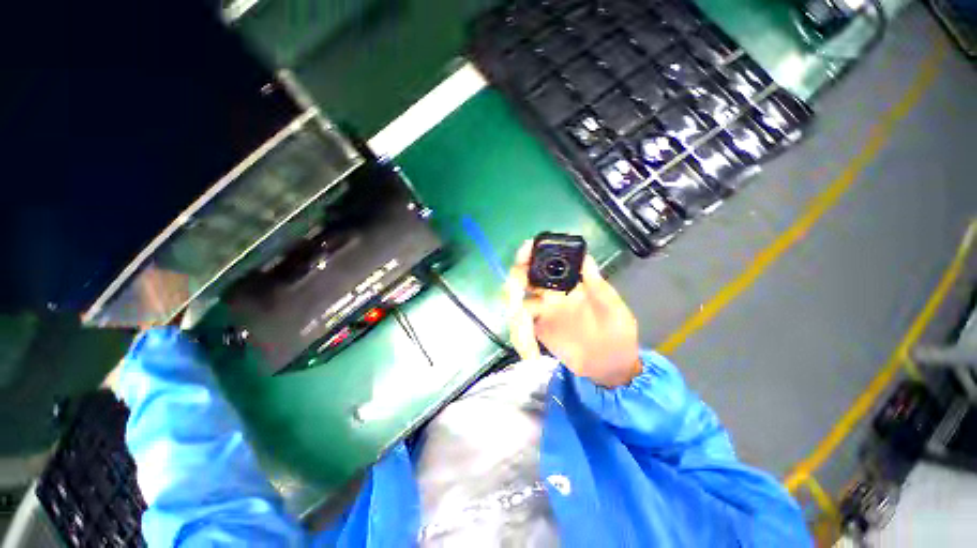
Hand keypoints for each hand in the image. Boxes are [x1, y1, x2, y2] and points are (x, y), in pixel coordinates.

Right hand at [507, 241, 641, 386]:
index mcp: (570, 283)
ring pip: (518, 305)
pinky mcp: (539, 330)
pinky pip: (522, 328)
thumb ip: (597, 286)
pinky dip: (521, 339)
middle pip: (523, 280)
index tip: (524, 254)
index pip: (545, 262)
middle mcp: (552, 293)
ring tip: (526, 342)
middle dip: (514, 284)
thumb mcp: (613, 308)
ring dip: (516, 319)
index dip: (531, 254)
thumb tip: (586, 258)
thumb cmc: (618, 334)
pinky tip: (530, 354)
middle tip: (515, 297)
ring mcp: (543, 312)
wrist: (612, 366)